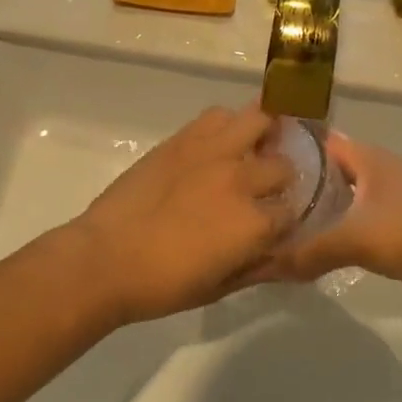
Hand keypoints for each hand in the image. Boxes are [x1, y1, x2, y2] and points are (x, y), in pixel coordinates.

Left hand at [70, 105, 296, 324]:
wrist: (106, 258)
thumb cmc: (163, 285)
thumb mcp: (220, 287)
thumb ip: (259, 266)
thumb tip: (285, 254)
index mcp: (255, 223)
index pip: (295, 211)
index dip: (290, 217)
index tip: (281, 222)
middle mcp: (242, 180)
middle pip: (284, 165)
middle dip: (281, 178)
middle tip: (268, 188)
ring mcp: (213, 152)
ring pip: (259, 121)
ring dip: (264, 134)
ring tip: (258, 146)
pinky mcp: (184, 139)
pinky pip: (219, 115)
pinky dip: (229, 123)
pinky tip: (223, 140)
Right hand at [262, 133, 401, 305]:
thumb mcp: (360, 239)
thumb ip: (311, 251)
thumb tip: (262, 266)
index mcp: (365, 158)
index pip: (315, 139)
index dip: (283, 144)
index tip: (246, 157)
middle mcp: (370, 172)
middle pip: (321, 171)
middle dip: (288, 182)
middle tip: (247, 198)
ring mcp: (380, 201)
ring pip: (333, 200)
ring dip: (307, 211)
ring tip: (265, 223)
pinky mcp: (387, 229)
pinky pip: (346, 225)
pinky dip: (325, 233)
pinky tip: (301, 248)